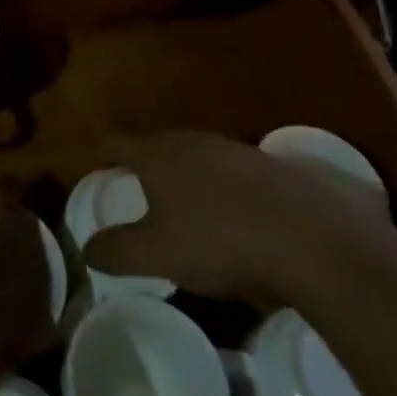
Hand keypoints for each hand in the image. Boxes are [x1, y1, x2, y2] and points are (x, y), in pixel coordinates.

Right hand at [86, 130, 385, 304]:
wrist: (309, 236)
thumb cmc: (218, 240)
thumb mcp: (158, 255)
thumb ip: (117, 251)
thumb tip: (87, 249)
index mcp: (156, 154)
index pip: (117, 143)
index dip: (103, 155)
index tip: (98, 170)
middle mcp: (190, 140)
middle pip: (157, 145)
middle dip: (146, 165)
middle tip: (140, 193)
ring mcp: (232, 149)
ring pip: (196, 156)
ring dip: (186, 176)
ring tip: (186, 208)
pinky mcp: (268, 165)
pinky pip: (230, 171)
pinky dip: (222, 188)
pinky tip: (234, 217)